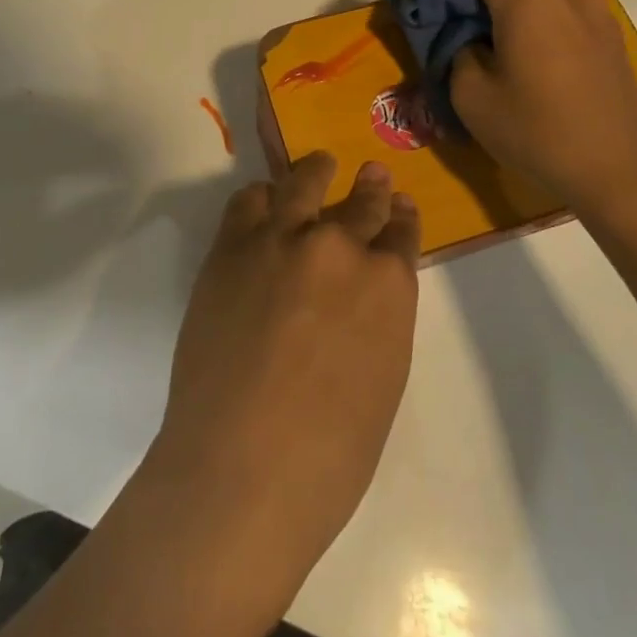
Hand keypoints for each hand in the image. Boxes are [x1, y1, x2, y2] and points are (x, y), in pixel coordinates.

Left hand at [151, 152, 419, 594]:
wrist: (239, 470)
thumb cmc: (328, 455)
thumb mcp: (382, 380)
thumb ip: (380, 320)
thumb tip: (368, 291)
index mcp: (389, 285)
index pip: (402, 232)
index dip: (401, 217)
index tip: (399, 206)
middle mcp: (341, 245)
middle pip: (362, 201)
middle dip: (371, 188)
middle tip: (371, 175)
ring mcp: (283, 238)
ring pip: (305, 182)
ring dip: (316, 173)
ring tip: (319, 166)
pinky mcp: (233, 245)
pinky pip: (250, 200)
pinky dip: (263, 198)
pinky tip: (266, 201)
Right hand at [408, 0, 636, 217]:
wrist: (621, 172)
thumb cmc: (539, 132)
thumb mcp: (471, 97)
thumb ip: (456, 51)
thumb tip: (467, 40)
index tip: (412, 1)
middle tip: (448, 26)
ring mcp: (593, 5)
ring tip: (490, 39)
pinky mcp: (609, 29)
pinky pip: (561, 3)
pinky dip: (535, 13)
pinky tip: (528, 54)